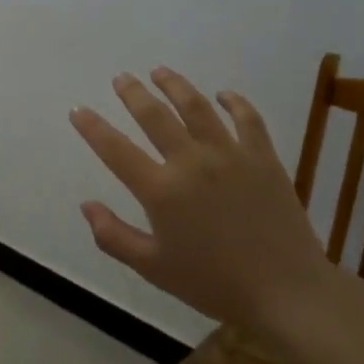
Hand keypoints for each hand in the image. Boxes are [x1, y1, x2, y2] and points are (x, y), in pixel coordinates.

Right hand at [70, 68, 329, 327]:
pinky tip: (224, 94)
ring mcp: (230, 155)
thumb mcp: (153, 268)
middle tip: (121, 78)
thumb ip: (113, 236)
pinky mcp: (263, 158)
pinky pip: (247, 119)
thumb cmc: (213, 283)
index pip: (116, 149)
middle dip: (133, 93)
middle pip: (155, 116)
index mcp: (161, 191)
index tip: (77, 109)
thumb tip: (87, 205)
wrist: (286, 291)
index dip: (92, 127)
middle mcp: (191, 162)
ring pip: (197, 107)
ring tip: (160, 72)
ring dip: (175, 85)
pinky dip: (234, 102)